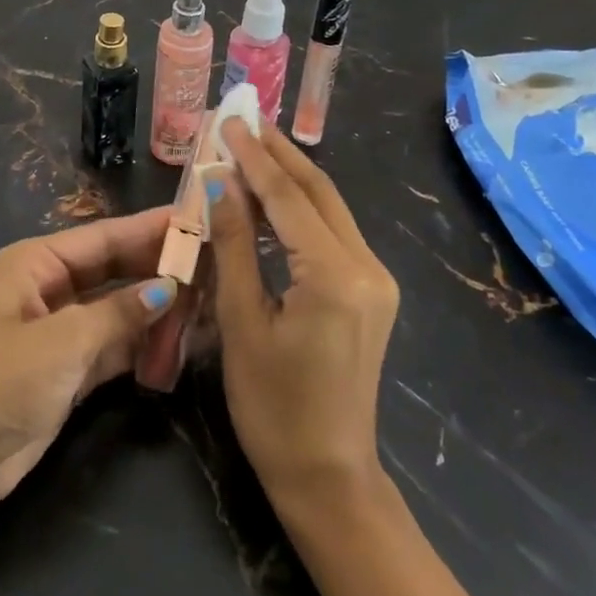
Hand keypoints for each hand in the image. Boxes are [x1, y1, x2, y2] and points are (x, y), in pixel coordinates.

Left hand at [0, 206, 179, 507]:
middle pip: (113, 269)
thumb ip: (120, 312)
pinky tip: (181, 336)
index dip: (149, 228)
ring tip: (207, 295)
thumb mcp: (65, 340)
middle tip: (210, 258)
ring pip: (118, 307)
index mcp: (36, 262)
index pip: (104, 237)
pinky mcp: (70, 367)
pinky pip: (116, 343)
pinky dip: (144, 342)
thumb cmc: (4, 381)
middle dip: (157, 266)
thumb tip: (170, 288)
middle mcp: (49, 287)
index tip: (193, 219)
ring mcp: (61, 328)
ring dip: (156, 306)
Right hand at [208, 126, 500, 595]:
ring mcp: (376, 278)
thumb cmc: (273, 406)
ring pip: (329, 207)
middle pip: (318, 191)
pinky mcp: (372, 290)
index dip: (254, 155)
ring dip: (290, 176)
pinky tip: (273, 195)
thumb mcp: (242, 321)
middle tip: (244, 119)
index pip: (288, 197)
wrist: (328, 476)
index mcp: (334, 275)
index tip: (229, 119)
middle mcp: (367, 266)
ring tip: (252, 145)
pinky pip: (333, 232)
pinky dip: (300, 207)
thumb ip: (233, 244)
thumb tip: (219, 181)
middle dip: (279, 152)